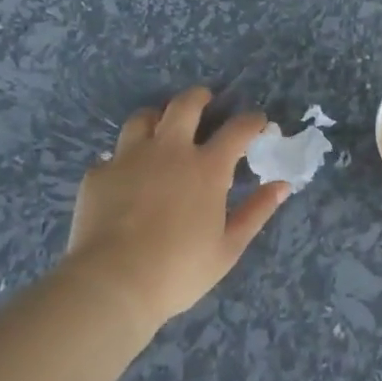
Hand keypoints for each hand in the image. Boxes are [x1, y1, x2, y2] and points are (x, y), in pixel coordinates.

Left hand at [64, 86, 288, 331]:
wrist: (112, 284)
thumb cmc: (179, 270)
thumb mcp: (228, 247)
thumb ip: (256, 211)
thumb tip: (282, 185)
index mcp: (207, 168)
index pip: (237, 129)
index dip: (252, 120)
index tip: (258, 122)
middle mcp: (169, 151)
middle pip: (185, 104)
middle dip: (200, 96)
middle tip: (206, 101)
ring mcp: (129, 158)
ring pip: (143, 118)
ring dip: (158, 118)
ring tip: (162, 129)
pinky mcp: (99, 174)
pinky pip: (114, 154)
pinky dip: (125, 158)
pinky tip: (127, 176)